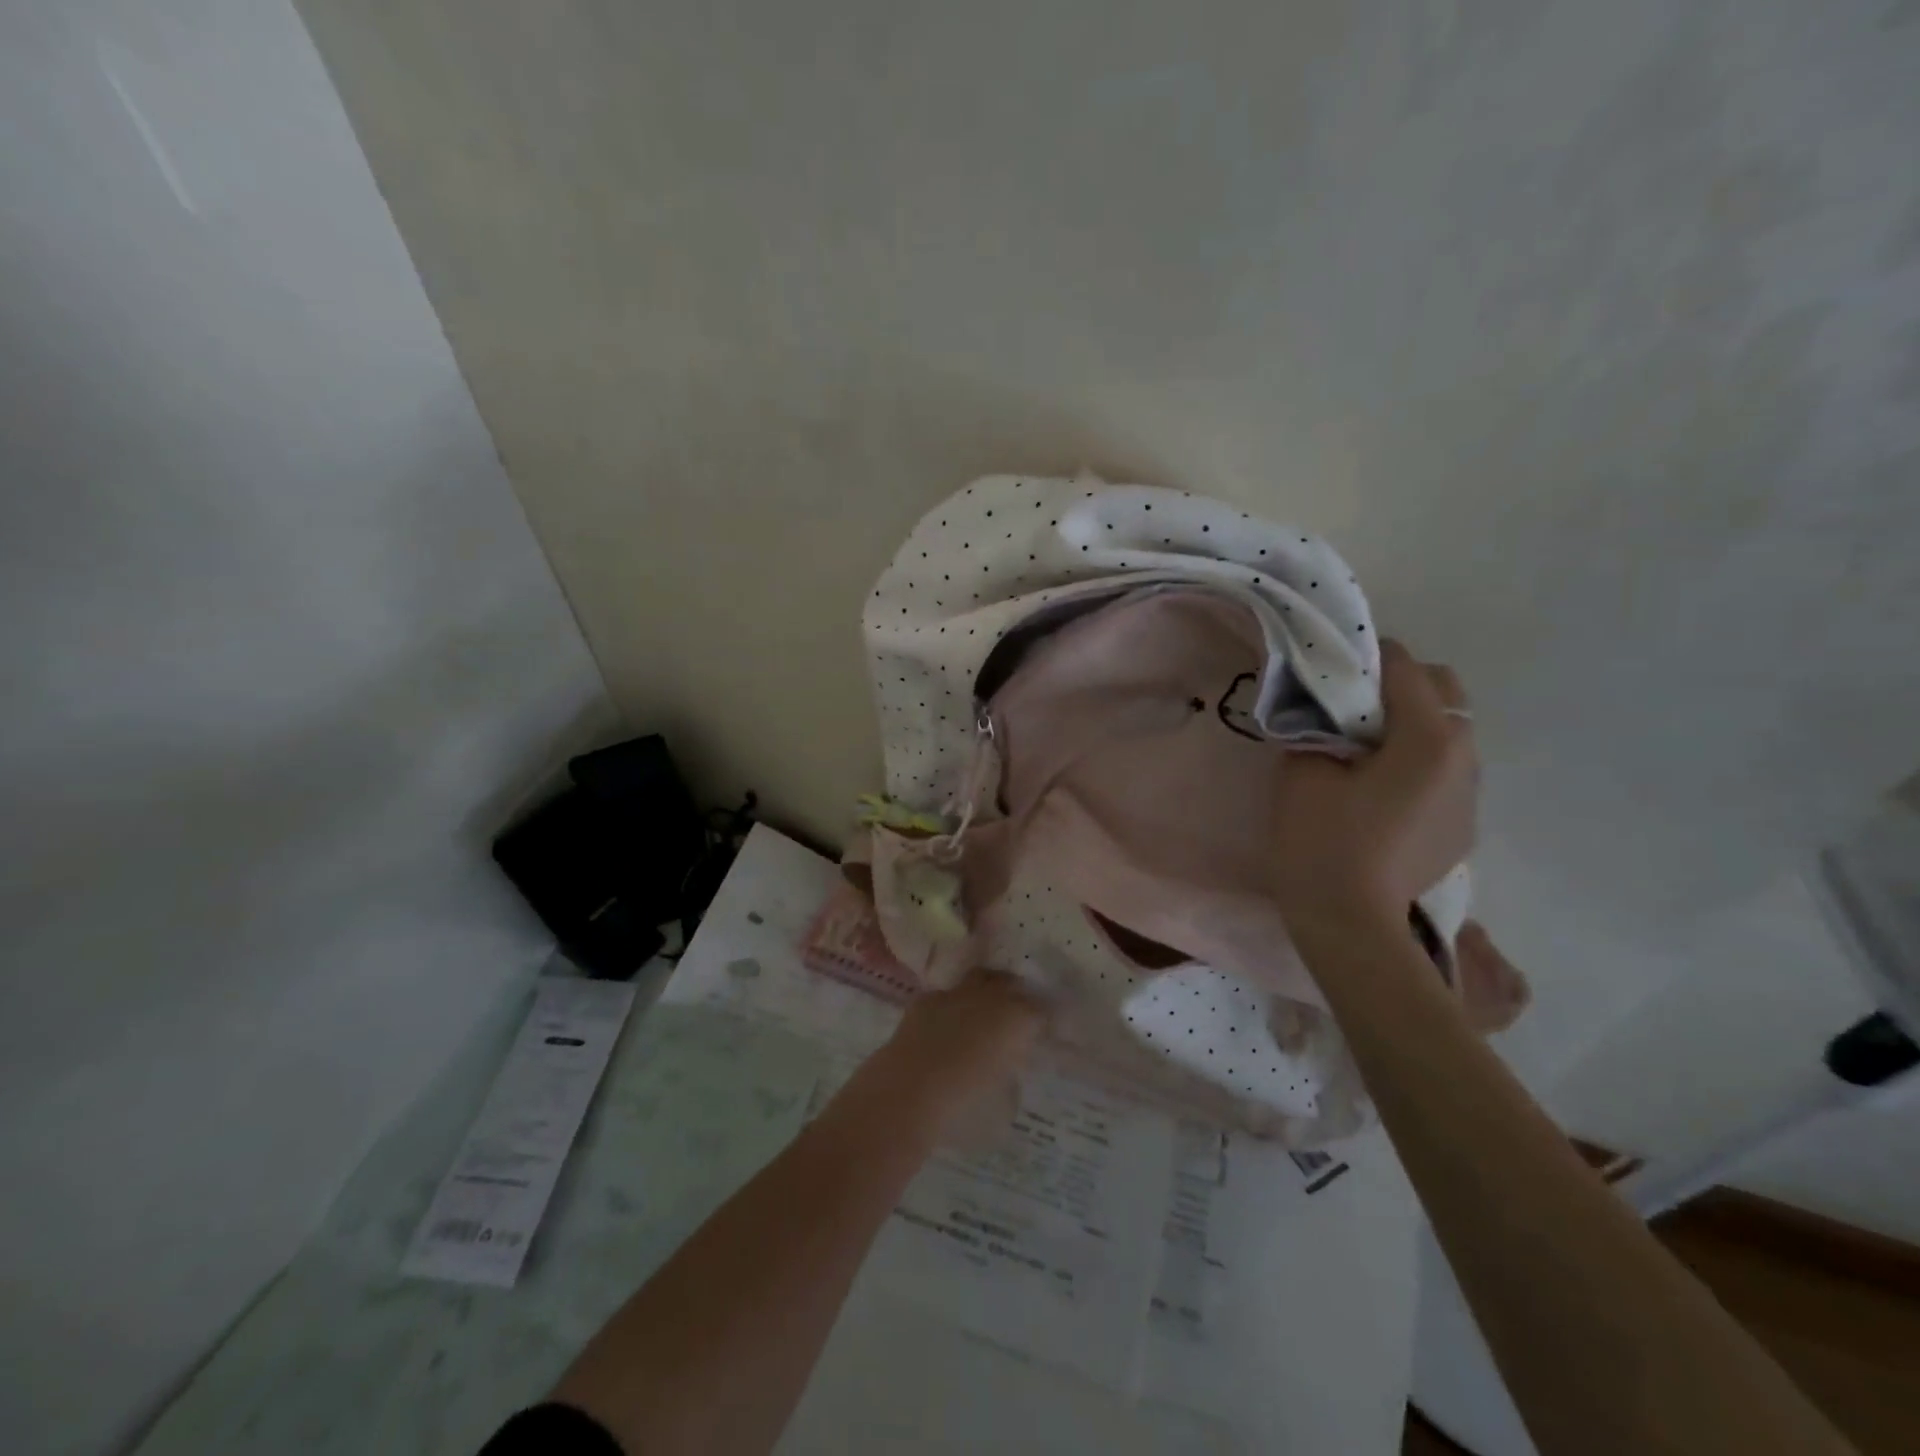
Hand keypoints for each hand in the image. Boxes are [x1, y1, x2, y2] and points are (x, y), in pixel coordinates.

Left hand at [860, 970, 1047, 1144]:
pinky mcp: (926, 1000)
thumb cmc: (965, 1105)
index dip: (1046, 1021)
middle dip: (1016, 995)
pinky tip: (947, 1024)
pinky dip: (952, 1006)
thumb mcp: (1003, 1104)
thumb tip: (1011, 1069)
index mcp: (1018, 1019)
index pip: (1043, 1011)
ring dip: (985, 991)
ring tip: (984, 1012)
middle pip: (1011, 983)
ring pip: (979, 978)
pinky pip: (946, 995)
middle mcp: (990, 997)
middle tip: (1016, 1017)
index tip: (1046, 1033)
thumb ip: (1012, 1079)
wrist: (909, 1091)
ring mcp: (955, 993)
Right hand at [1269, 639, 1477, 929]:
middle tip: (1347, 705)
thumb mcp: (1304, 771)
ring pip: (1449, 730)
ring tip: (1364, 748)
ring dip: (1410, 722)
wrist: (1351, 924)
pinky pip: (1446, 769)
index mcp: (1428, 738)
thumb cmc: (1322, 841)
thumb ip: (1315, 726)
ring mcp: (1471, 793)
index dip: (1363, 657)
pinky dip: (1417, 759)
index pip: (1404, 667)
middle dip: (1398, 683)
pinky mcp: (1464, 823)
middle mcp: (1464, 756)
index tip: (1328, 665)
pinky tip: (1381, 790)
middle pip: (1442, 690)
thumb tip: (1323, 710)